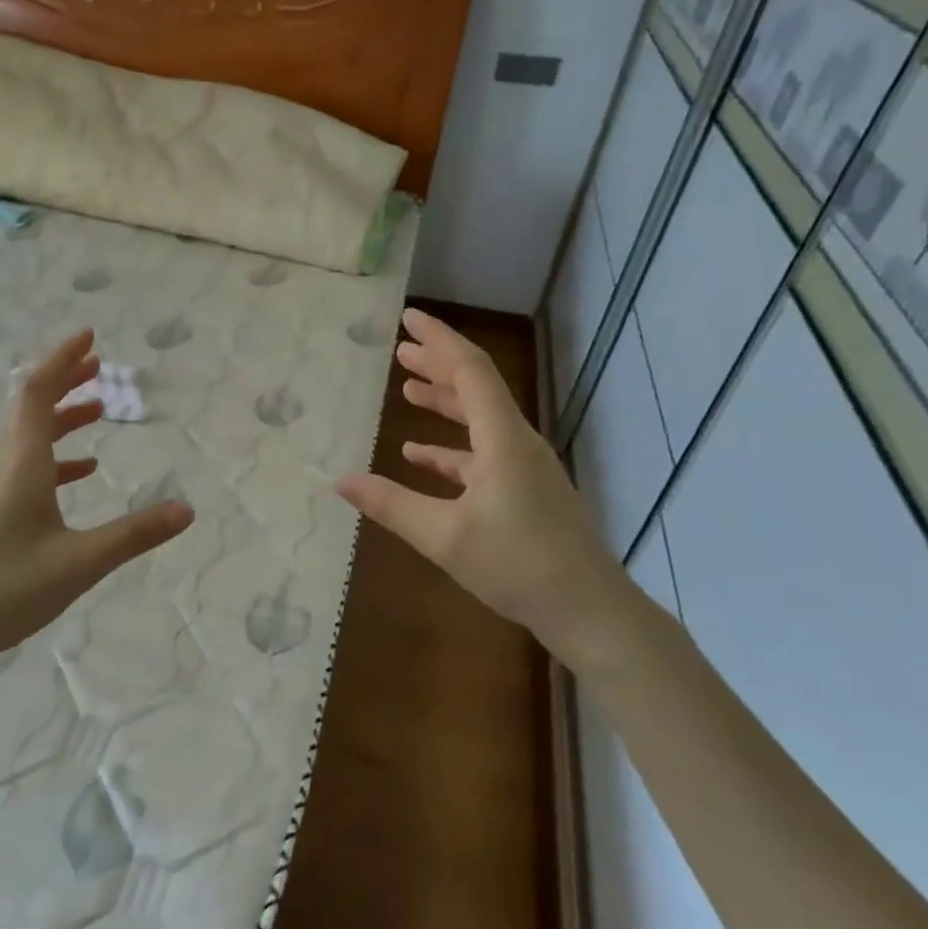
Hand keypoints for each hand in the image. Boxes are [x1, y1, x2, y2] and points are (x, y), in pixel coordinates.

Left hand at [0, 329, 193, 672]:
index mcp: (22, 467)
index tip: (89, 336)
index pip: (38, 394)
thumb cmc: (6, 590)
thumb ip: (134, 535)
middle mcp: (5, 470)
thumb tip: (188, 509)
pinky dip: (58, 458)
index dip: (63, 360)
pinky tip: (82, 471)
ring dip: (63, 417)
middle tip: (98, 363)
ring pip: (30, 438)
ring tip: (98, 408)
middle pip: (31, 408)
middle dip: (65, 380)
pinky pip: (29, 470)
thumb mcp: (80, 562)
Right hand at [336, 309, 634, 655]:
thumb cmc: (517, 564)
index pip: (470, 370)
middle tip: (401, 350)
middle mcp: (517, 442)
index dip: (438, 340)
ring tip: (408, 389)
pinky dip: (450, 448)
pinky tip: (420, 455)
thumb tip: (339, 481)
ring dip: (444, 402)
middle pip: (476, 388)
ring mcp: (525, 467)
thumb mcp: (443, 536)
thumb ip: (391, 505)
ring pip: (480, 420)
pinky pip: (483, 454)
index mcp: (503, 439)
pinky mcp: (526, 491)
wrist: (588, 609)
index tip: (409, 318)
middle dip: (438, 365)